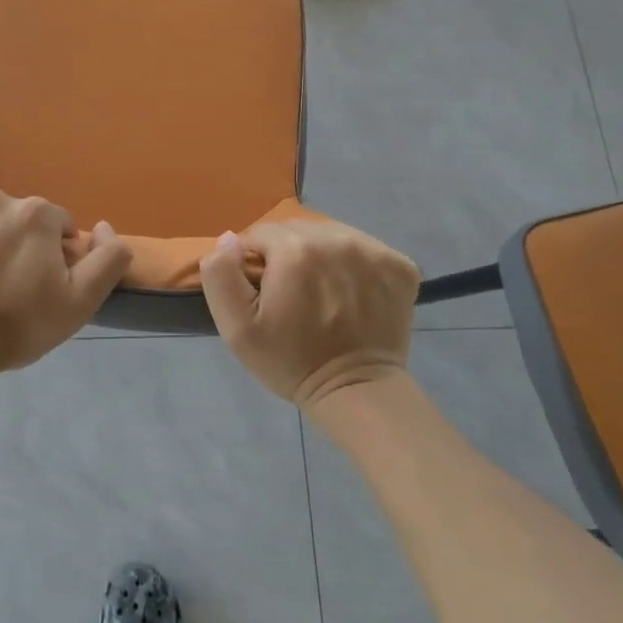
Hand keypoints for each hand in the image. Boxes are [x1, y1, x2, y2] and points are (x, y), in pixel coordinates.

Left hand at [0, 189, 132, 390]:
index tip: (40, 286)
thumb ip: (108, 258)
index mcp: (38, 213)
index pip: (58, 226)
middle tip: (7, 287)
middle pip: (19, 219)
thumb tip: (104, 226)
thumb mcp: (81, 301)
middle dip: (19, 244)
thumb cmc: (17, 325)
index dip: (54, 256)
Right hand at [199, 220, 419, 409]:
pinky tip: (351, 294)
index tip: (264, 292)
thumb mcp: (236, 327)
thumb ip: (221, 274)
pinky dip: (354, 265)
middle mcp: (337, 239)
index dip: (256, 262)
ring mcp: (374, 250)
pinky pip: (365, 248)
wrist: (356, 391)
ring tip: (322, 293)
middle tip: (292, 295)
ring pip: (331, 236)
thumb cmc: (290, 360)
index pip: (261, 233)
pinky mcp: (400, 265)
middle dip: (288, 255)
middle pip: (297, 231)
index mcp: (294, 249)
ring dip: (321, 256)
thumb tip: (230, 239)